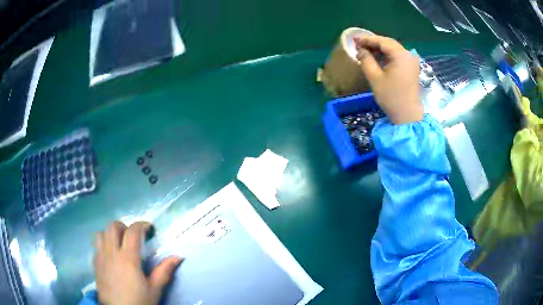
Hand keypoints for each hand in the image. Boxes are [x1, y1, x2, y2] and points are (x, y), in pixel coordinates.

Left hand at [93, 221, 181, 304]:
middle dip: (124, 226)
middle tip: (132, 236)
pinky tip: (110, 254)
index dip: (141, 225)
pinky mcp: (95, 263)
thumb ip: (164, 271)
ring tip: (118, 243)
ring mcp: (101, 257)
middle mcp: (112, 252)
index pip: (133, 232)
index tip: (149, 227)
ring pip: (101, 233)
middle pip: (113, 226)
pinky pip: (96, 245)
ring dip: (110, 233)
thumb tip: (178, 257)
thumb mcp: (154, 289)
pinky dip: (102, 243)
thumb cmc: (139, 301)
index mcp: (128, 258)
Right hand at [354, 35, 422, 123]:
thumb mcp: (375, 78)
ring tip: (366, 50)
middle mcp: (408, 55)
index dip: (367, 39)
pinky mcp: (412, 68)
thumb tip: (361, 50)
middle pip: (389, 43)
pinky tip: (378, 58)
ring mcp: (411, 61)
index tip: (354, 39)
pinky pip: (398, 56)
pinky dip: (387, 55)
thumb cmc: (391, 97)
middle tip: (359, 44)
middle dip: (373, 43)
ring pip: (393, 49)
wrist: (408, 116)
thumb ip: (366, 60)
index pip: (382, 41)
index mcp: (400, 55)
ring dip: (380, 49)